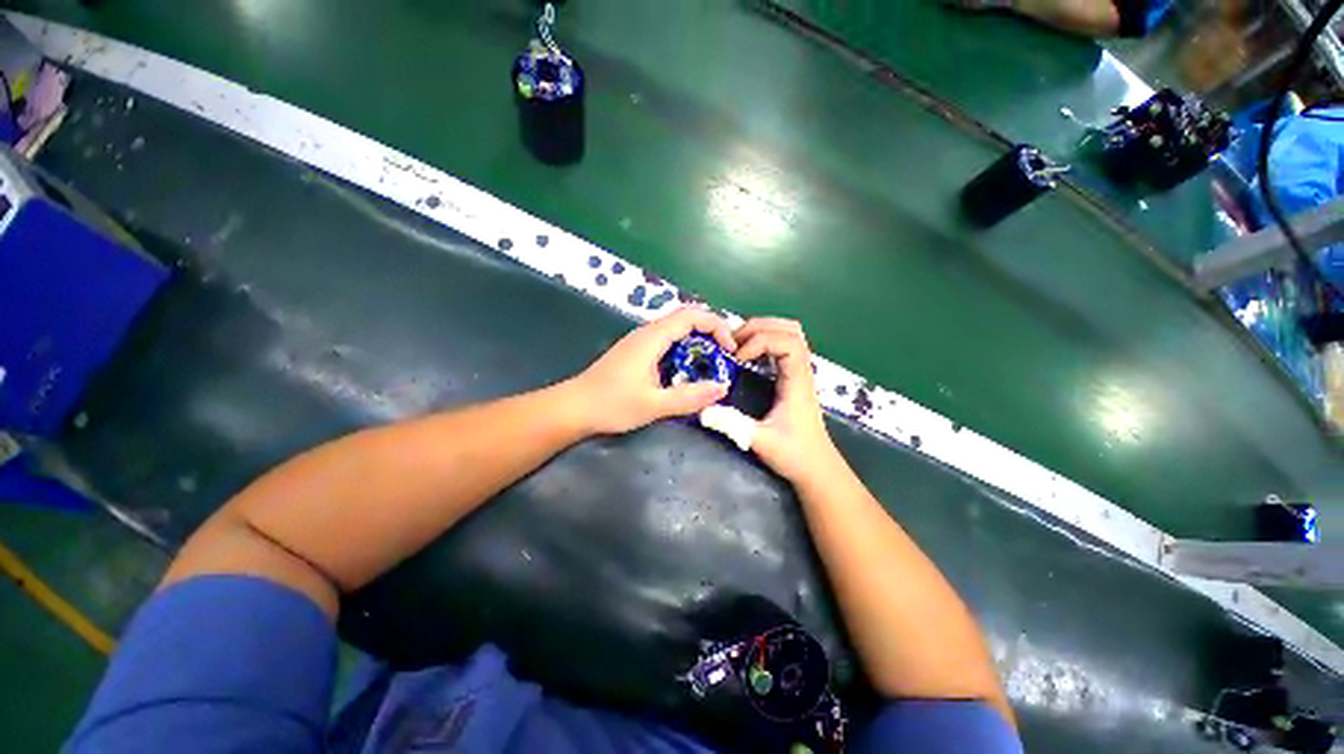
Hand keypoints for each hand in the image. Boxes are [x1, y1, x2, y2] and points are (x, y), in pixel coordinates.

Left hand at [571, 307, 736, 434]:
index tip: (730, 349)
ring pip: (676, 332)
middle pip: (686, 319)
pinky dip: (684, 353)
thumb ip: (689, 397)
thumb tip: (722, 388)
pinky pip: (667, 344)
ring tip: (710, 368)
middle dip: (710, 334)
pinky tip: (686, 374)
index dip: (717, 326)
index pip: (692, 315)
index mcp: (652, 337)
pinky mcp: (636, 353)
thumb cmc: (611, 404)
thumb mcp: (654, 405)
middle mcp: (647, 333)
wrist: (574, 408)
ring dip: (697, 345)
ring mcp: (640, 342)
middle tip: (724, 359)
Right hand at [734, 318, 841, 484]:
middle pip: (791, 330)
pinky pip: (785, 347)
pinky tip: (748, 355)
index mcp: (797, 382)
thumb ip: (732, 425)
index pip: (788, 342)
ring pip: (791, 335)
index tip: (738, 357)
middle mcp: (802, 372)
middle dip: (760, 327)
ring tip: (739, 343)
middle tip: (734, 341)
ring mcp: (801, 373)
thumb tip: (703, 410)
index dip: (761, 341)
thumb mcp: (760, 441)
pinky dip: (766, 341)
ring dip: (764, 331)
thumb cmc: (794, 455)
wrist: (818, 469)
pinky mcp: (795, 379)